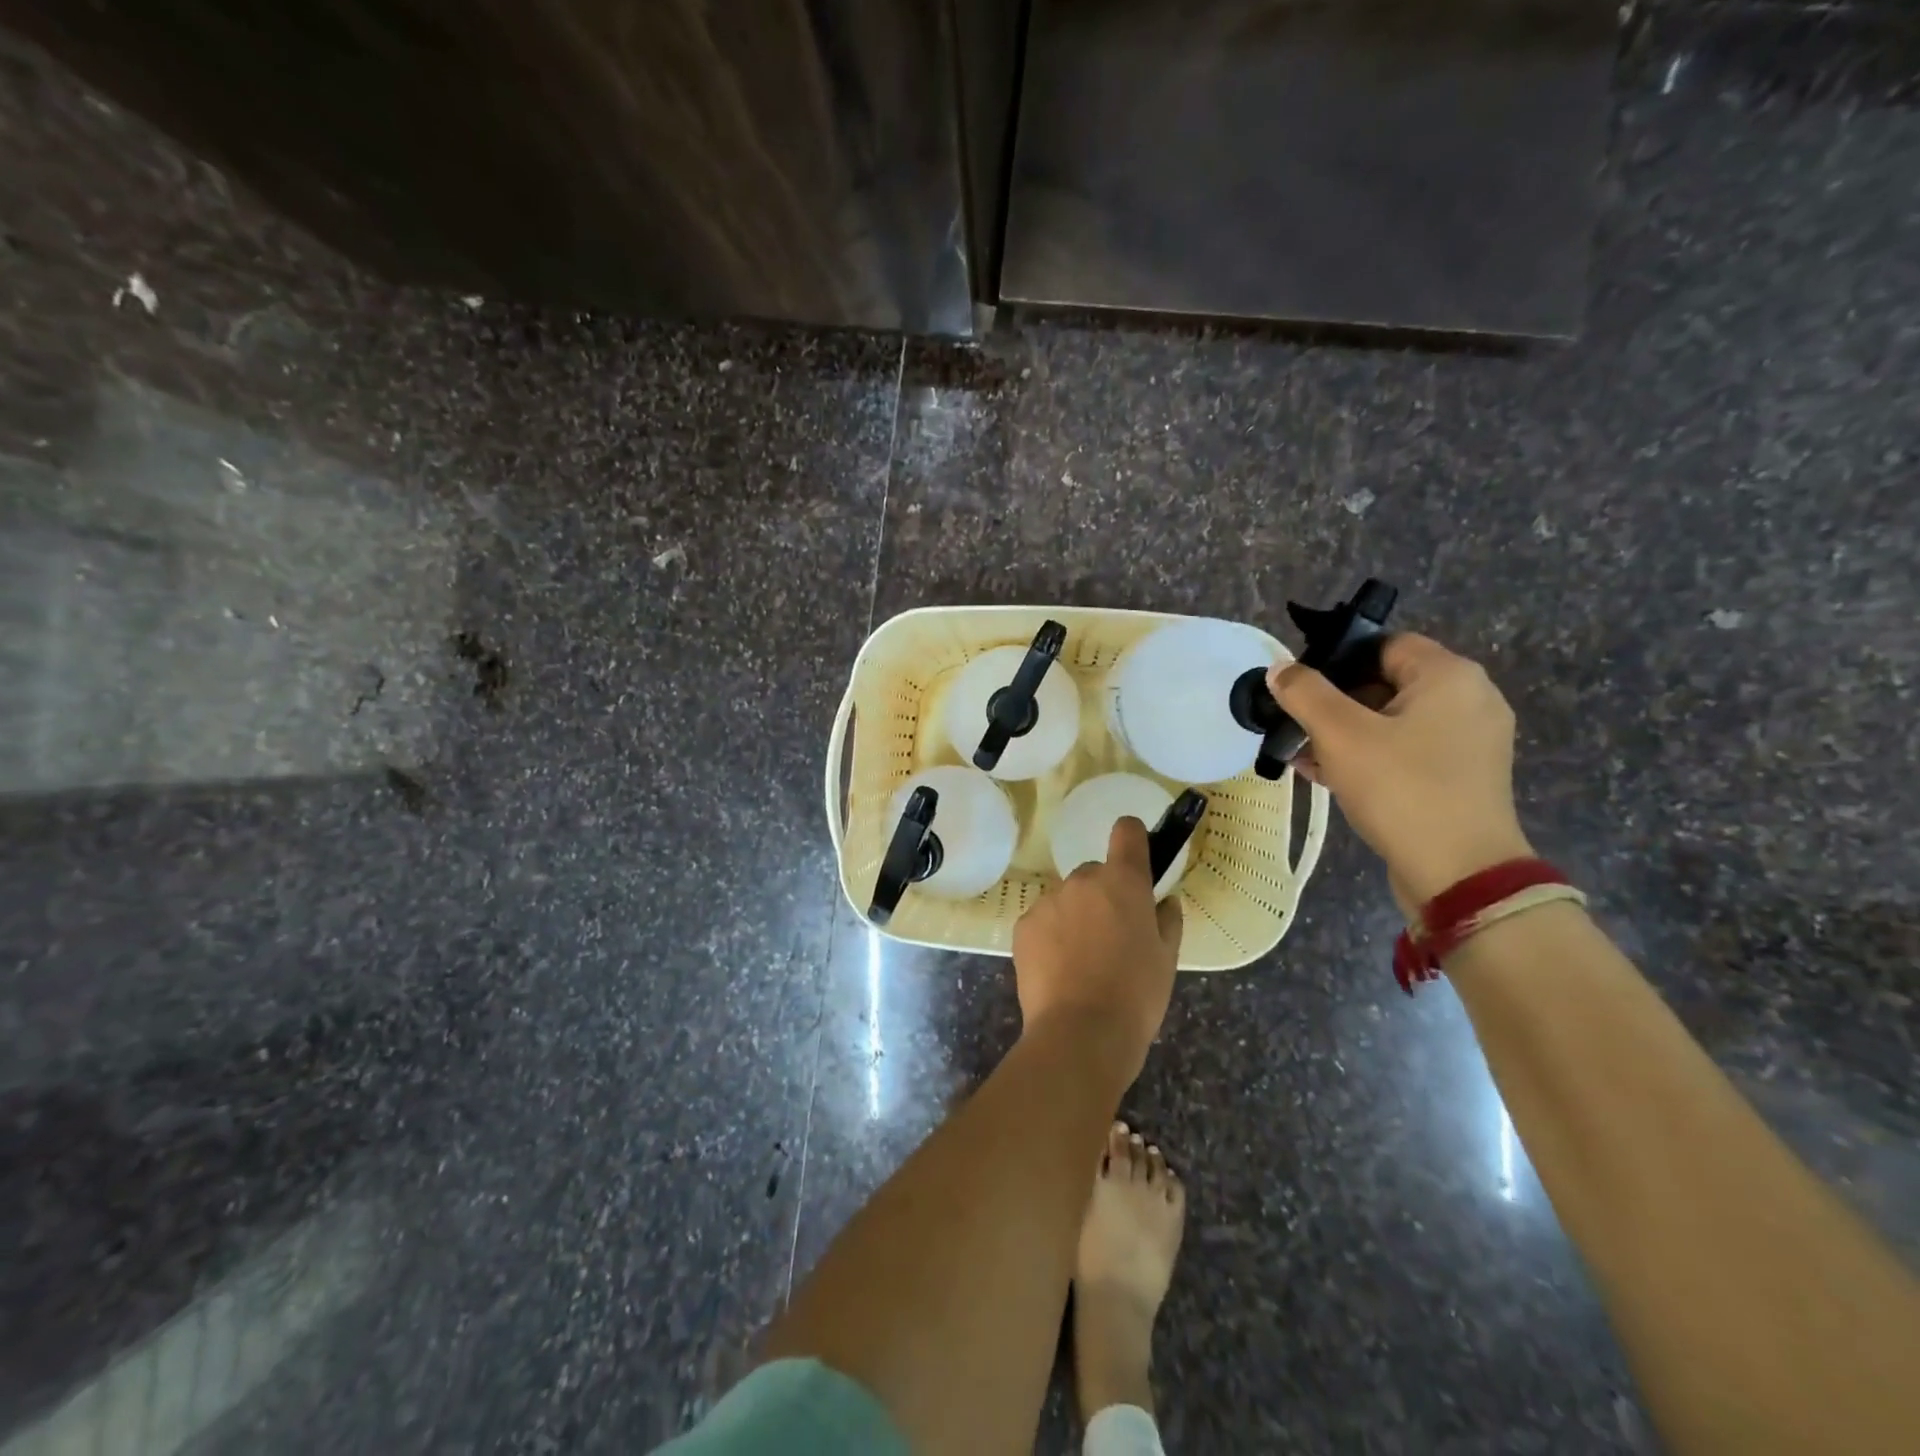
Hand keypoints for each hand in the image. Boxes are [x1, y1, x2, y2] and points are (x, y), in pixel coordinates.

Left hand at [1012, 817, 1181, 1080]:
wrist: (1080, 1033)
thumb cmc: (1136, 995)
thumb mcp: (1167, 959)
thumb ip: (1167, 920)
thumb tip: (1163, 902)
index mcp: (1123, 882)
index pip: (1127, 832)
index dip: (1133, 837)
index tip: (1136, 856)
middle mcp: (1082, 880)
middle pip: (1095, 874)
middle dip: (1104, 895)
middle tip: (1112, 937)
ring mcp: (1048, 901)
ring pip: (1066, 899)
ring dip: (1075, 916)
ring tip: (1082, 962)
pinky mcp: (1023, 925)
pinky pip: (1043, 920)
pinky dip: (1051, 936)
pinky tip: (1059, 970)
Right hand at [1267, 633, 1532, 905]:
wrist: (1459, 873)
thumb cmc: (1400, 789)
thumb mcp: (1340, 735)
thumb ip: (1304, 693)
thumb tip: (1280, 669)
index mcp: (1449, 676)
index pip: (1383, 644)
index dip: (1336, 660)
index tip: (1299, 688)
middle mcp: (1469, 699)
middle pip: (1386, 683)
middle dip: (1334, 704)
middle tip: (1295, 726)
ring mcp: (1469, 741)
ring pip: (1392, 721)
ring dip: (1345, 734)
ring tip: (1302, 756)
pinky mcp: (1462, 776)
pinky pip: (1407, 750)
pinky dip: (1370, 756)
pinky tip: (1327, 776)